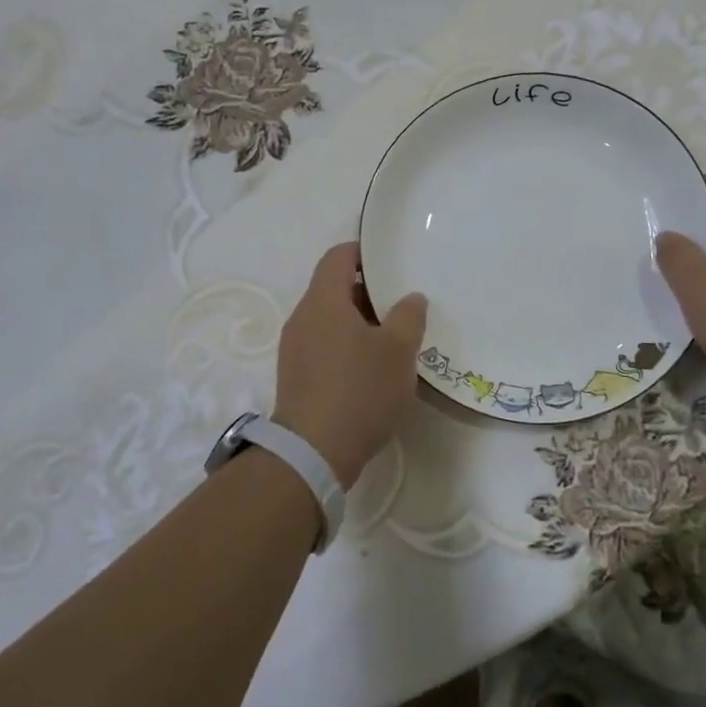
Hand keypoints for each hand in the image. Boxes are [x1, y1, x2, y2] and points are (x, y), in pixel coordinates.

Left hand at [273, 242, 426, 489]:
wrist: (313, 454)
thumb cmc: (359, 390)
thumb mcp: (398, 351)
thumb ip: (409, 316)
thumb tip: (410, 298)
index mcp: (323, 301)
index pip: (338, 257)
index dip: (363, 252)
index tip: (390, 262)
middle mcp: (302, 318)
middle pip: (334, 289)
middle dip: (369, 293)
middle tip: (402, 307)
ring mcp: (294, 349)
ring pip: (330, 321)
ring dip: (360, 324)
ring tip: (393, 341)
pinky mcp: (296, 378)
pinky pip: (324, 347)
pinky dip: (348, 347)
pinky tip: (372, 371)